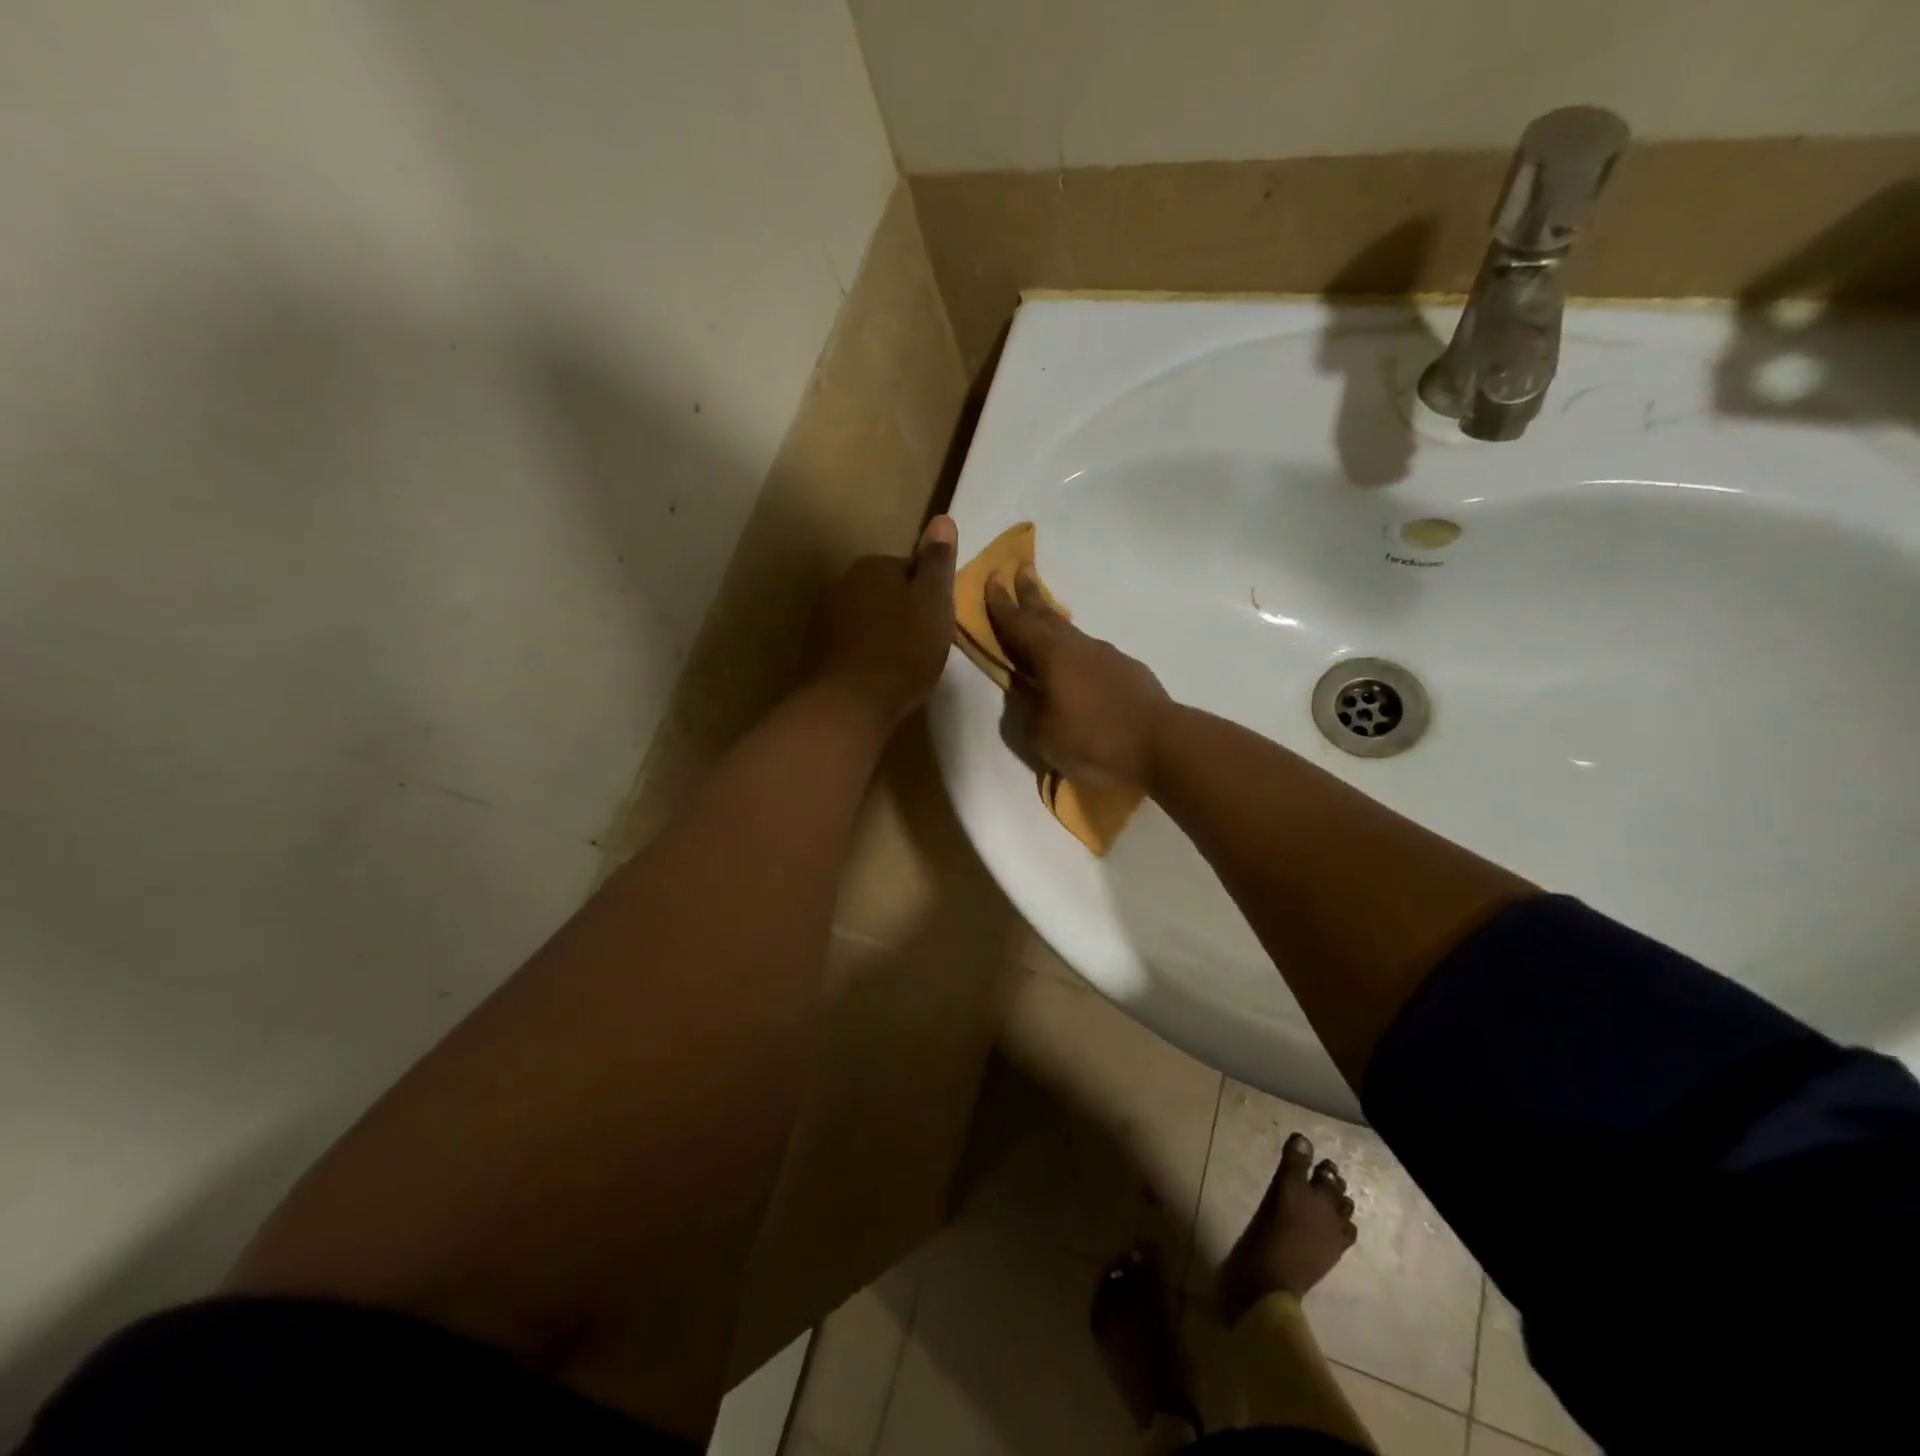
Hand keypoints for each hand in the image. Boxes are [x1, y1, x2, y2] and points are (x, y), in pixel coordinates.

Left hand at [806, 516, 958, 728]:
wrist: (849, 703)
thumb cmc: (902, 650)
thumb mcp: (933, 603)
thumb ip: (937, 563)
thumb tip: (942, 519)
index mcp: (873, 566)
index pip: (909, 567)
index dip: (928, 594)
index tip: (939, 620)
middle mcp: (842, 582)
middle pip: (884, 591)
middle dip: (902, 611)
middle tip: (924, 642)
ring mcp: (823, 616)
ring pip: (864, 616)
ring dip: (882, 631)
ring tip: (902, 662)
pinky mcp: (815, 650)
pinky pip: (849, 642)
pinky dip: (864, 652)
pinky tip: (877, 675)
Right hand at [985, 568, 1172, 786]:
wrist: (1160, 743)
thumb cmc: (1093, 739)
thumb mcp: (1043, 733)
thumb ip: (1027, 708)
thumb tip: (1024, 691)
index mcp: (1051, 655)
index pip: (1018, 623)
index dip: (1002, 603)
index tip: (993, 577)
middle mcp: (1079, 646)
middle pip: (1048, 615)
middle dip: (1031, 594)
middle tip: (1021, 571)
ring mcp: (1108, 656)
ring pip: (1072, 634)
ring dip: (1055, 623)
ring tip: (1045, 620)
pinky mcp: (1129, 671)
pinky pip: (1093, 655)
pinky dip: (1077, 653)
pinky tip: (1078, 666)